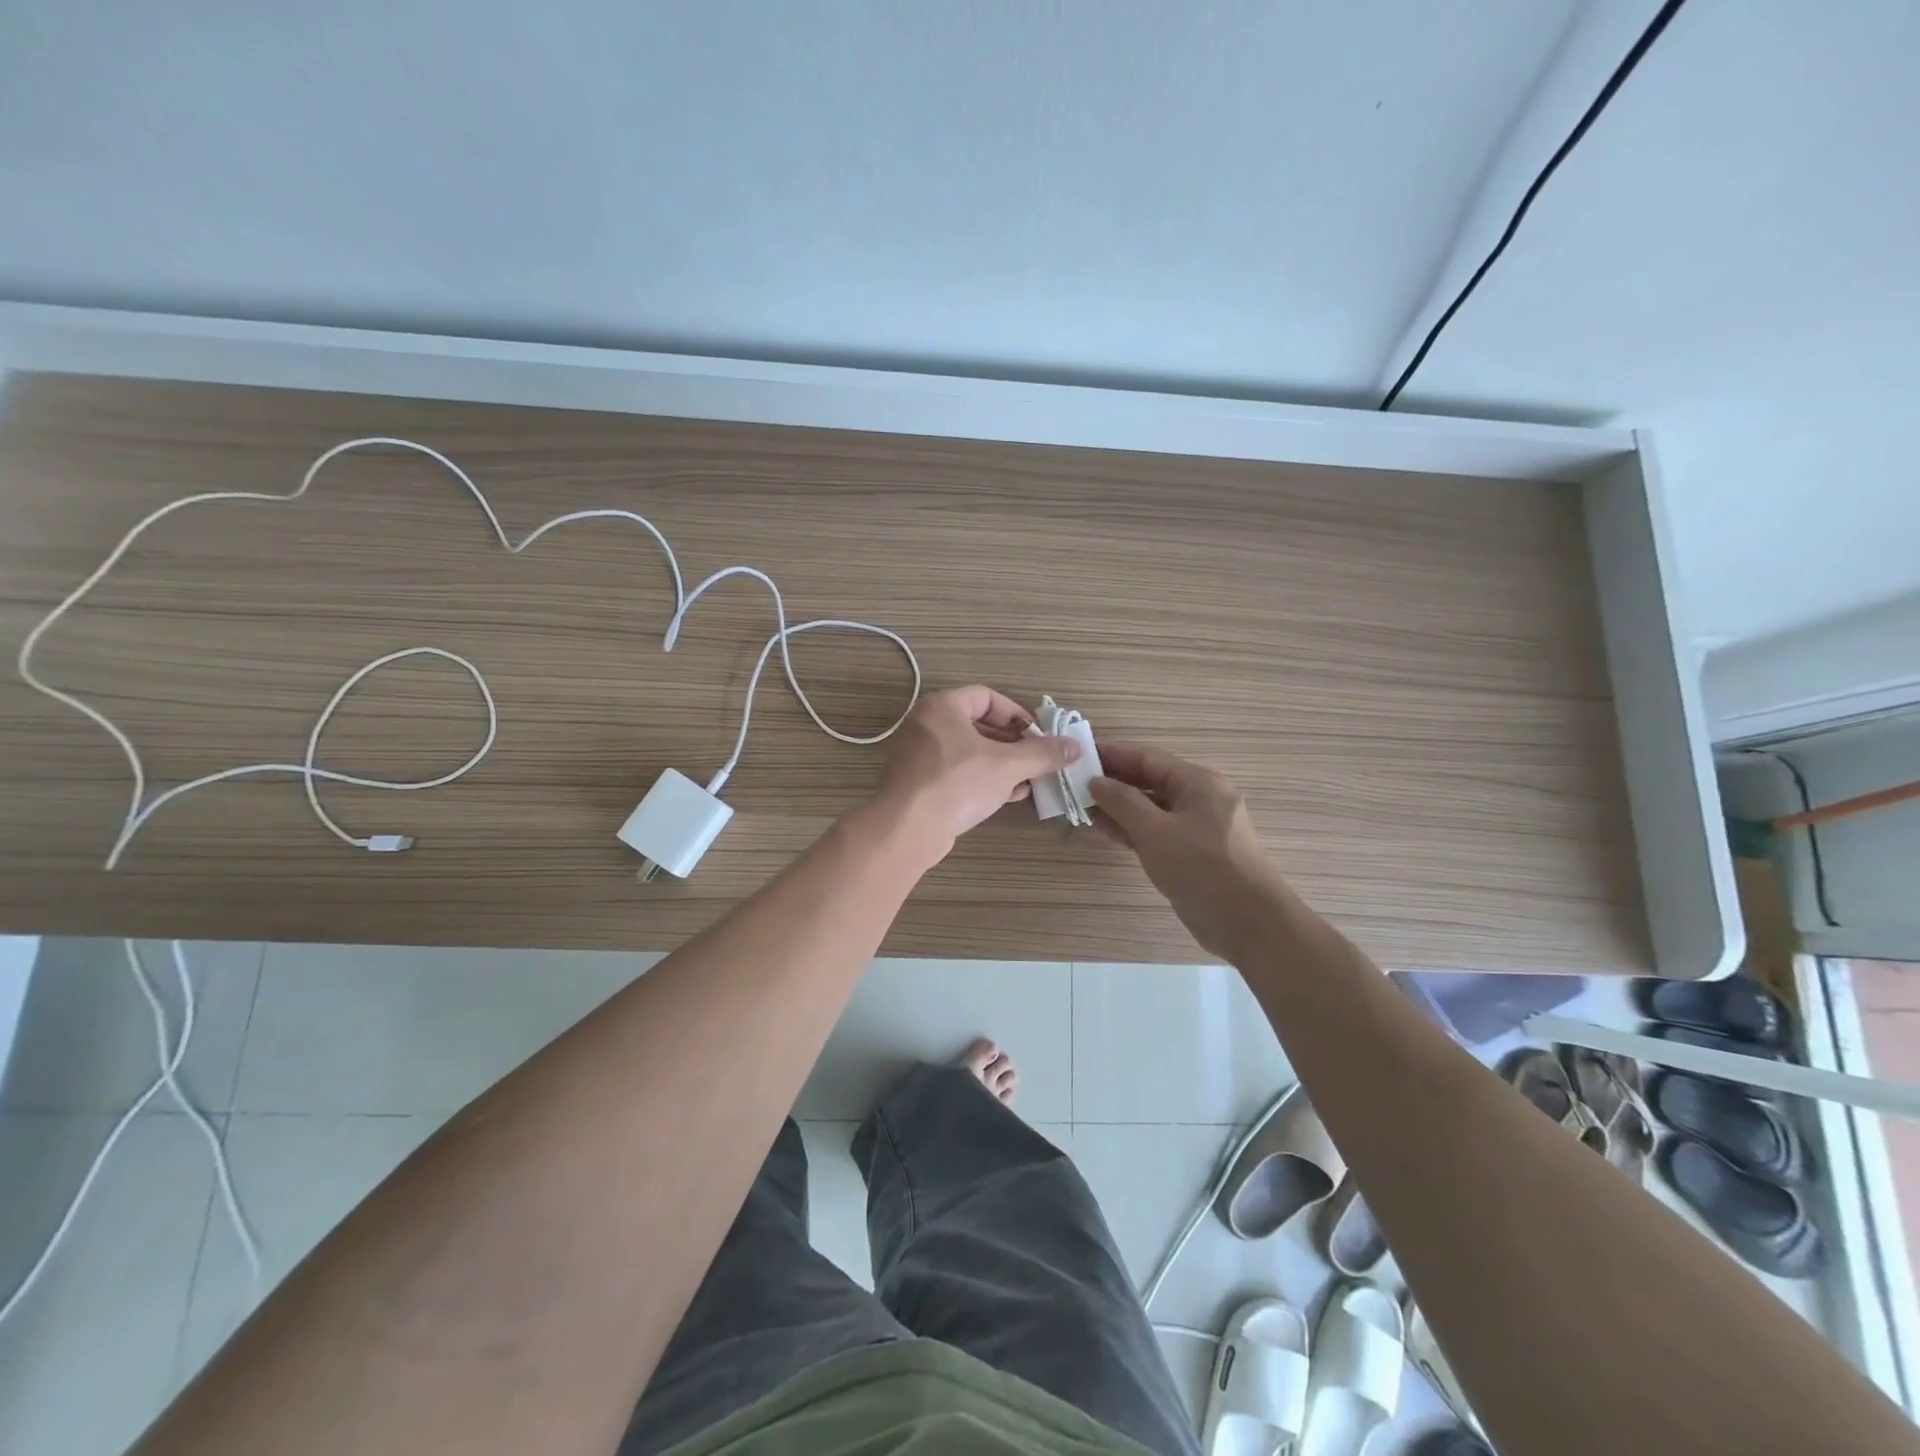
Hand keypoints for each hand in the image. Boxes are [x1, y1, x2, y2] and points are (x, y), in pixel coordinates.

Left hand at [872, 686, 1078, 864]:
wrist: (908, 828)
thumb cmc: (958, 783)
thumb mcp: (1008, 766)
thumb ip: (1042, 754)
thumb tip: (1074, 746)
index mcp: (942, 707)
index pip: (986, 696)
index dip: (1016, 713)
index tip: (1038, 734)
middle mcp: (925, 724)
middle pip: (977, 724)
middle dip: (1012, 743)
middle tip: (1037, 759)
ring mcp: (918, 755)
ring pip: (968, 752)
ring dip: (1000, 764)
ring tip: (1028, 780)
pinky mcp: (917, 783)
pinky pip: (955, 773)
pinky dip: (981, 779)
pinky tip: (1007, 796)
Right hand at [1090, 743, 1287, 961]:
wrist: (1248, 924)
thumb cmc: (1202, 868)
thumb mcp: (1156, 831)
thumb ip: (1122, 803)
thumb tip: (1096, 781)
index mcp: (1198, 783)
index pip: (1148, 759)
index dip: (1113, 755)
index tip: (1080, 754)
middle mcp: (1199, 800)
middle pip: (1149, 782)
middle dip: (1113, 783)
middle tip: (1073, 783)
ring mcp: (1196, 829)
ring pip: (1150, 810)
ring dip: (1118, 809)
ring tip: (1080, 808)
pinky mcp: (1191, 855)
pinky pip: (1155, 833)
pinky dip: (1130, 831)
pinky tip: (1102, 832)